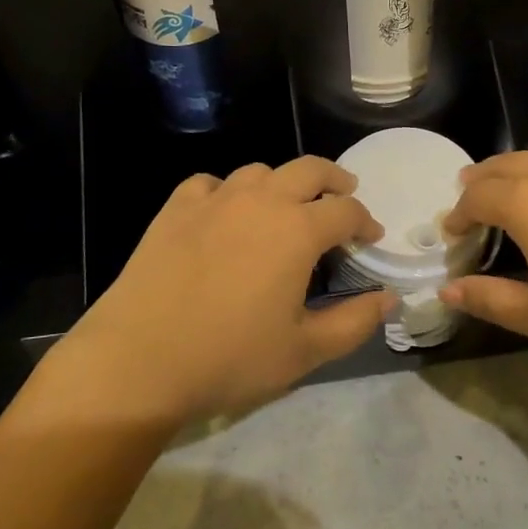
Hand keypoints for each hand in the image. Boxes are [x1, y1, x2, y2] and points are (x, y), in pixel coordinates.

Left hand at [47, 157, 391, 426]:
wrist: (139, 358)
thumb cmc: (229, 357)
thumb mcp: (304, 351)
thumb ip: (354, 322)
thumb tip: (388, 297)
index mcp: (298, 230)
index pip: (346, 210)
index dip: (365, 222)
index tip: (371, 238)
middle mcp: (261, 201)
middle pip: (309, 169)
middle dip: (334, 179)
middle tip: (344, 194)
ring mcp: (215, 200)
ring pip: (260, 171)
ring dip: (282, 183)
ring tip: (285, 206)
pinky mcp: (176, 208)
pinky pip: (210, 184)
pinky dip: (227, 192)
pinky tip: (224, 214)